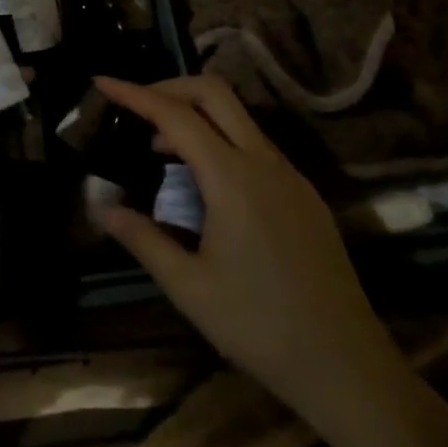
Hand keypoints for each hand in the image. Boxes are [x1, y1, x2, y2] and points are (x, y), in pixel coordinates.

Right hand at [93, 74, 417, 441]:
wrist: (346, 365)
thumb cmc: (259, 327)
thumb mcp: (188, 287)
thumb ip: (142, 238)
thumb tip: (101, 207)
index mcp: (232, 178)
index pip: (175, 115)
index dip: (134, 94)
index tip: (102, 81)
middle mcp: (264, 162)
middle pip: (214, 92)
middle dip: (169, 86)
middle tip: (133, 103)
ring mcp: (290, 174)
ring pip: (237, 116)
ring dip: (195, 114)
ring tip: (159, 147)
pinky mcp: (303, 193)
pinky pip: (255, 144)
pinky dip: (220, 139)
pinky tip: (203, 180)